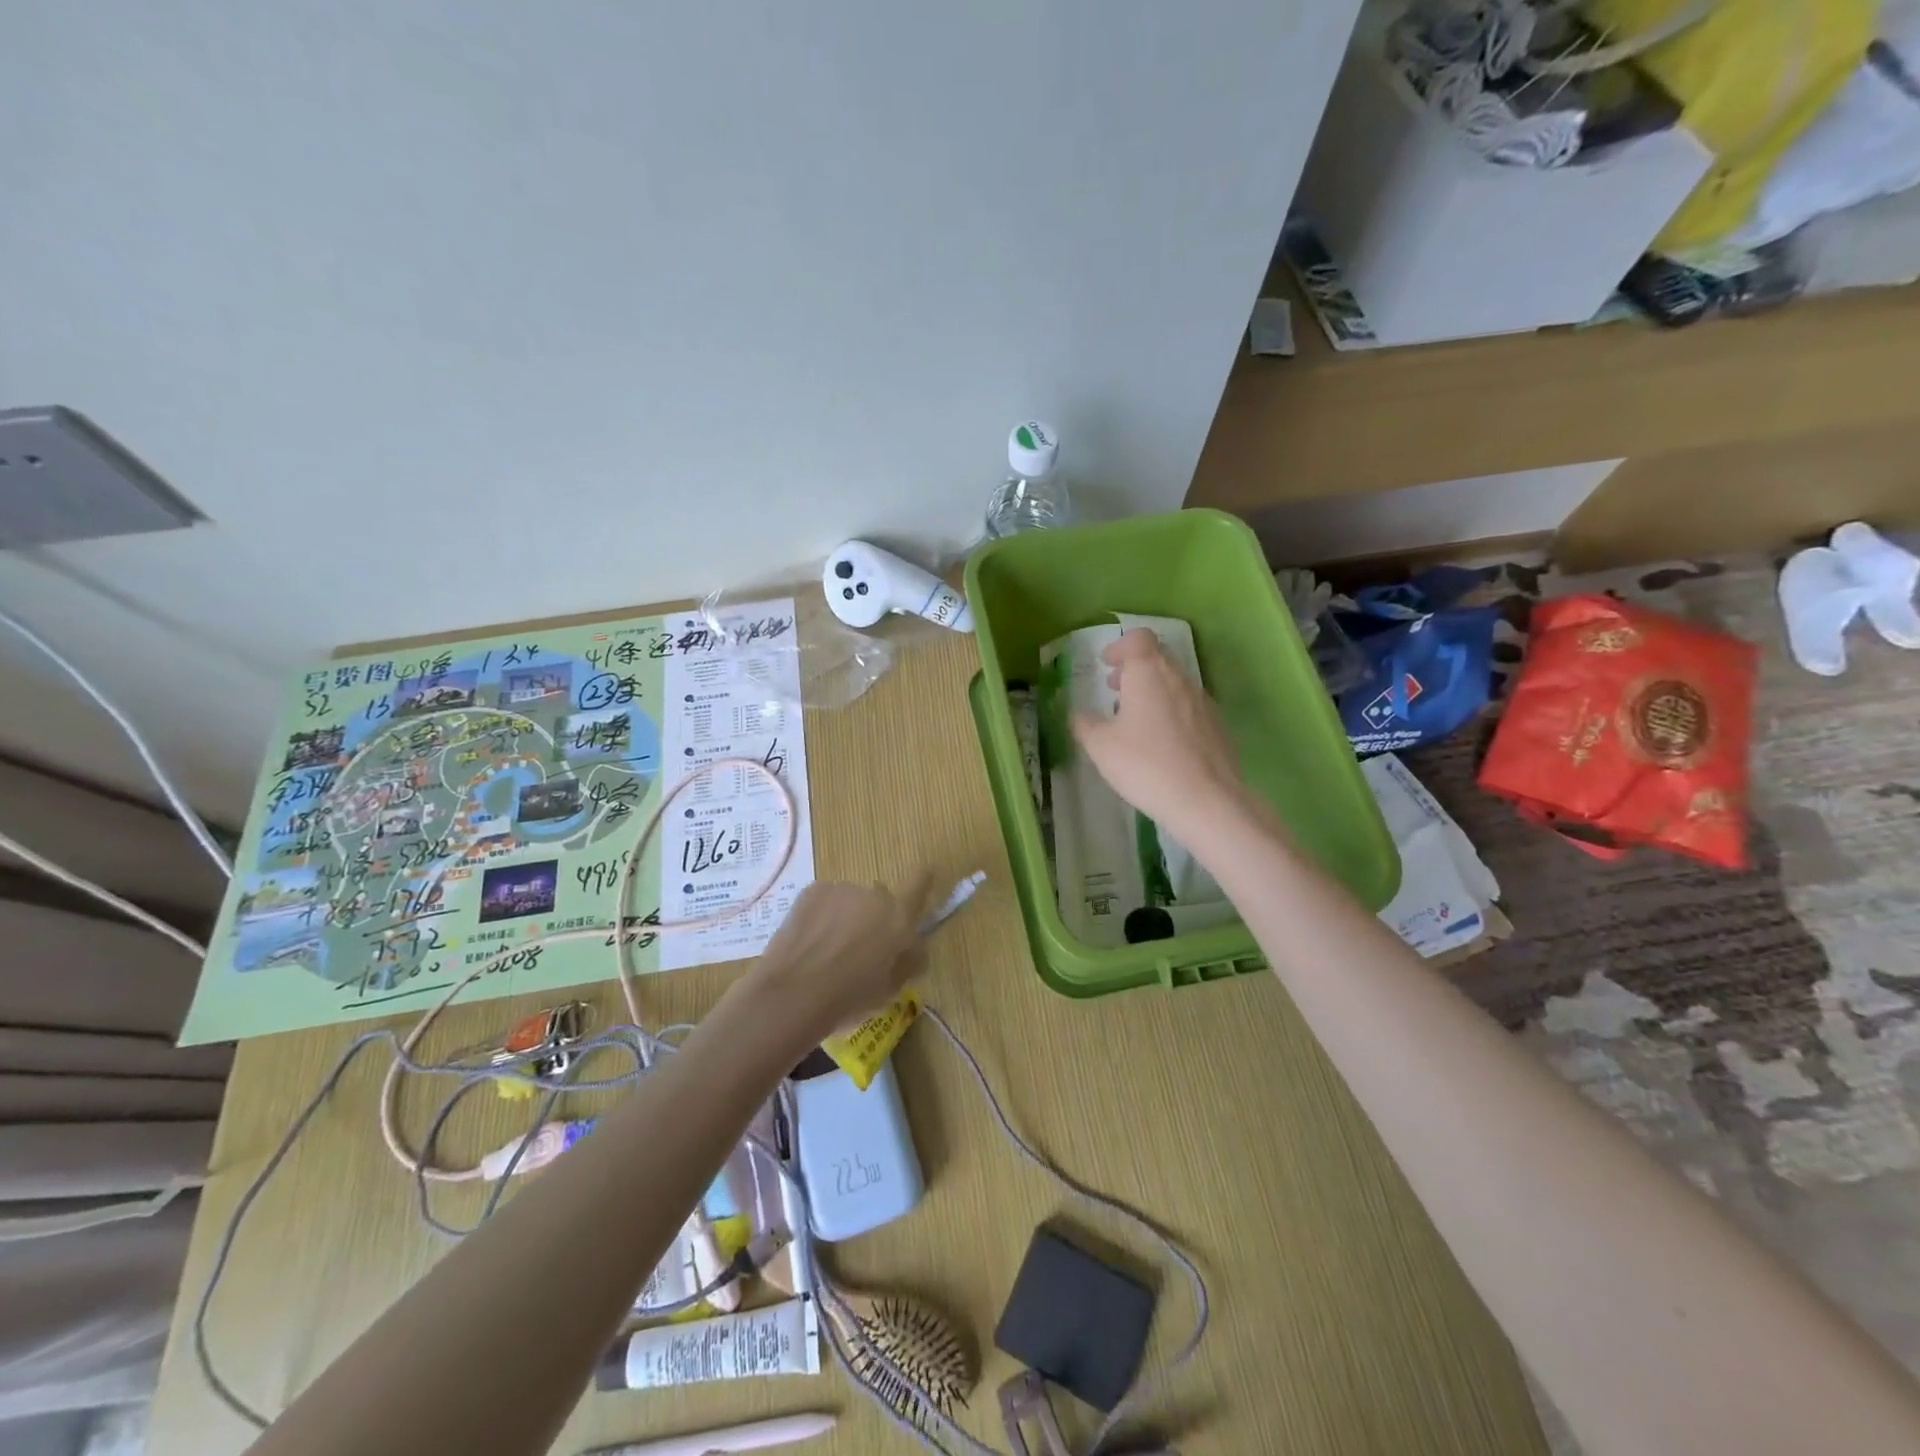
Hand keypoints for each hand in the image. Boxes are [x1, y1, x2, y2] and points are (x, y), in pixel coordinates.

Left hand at [744, 875, 933, 1041]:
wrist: (792, 993)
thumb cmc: (848, 999)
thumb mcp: (890, 990)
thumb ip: (907, 962)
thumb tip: (913, 948)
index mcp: (899, 919)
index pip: (920, 884)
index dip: (923, 879)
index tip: (924, 875)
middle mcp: (875, 896)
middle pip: (881, 900)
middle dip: (875, 918)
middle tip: (859, 948)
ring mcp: (842, 889)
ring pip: (851, 900)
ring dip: (847, 916)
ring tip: (827, 949)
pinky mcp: (813, 891)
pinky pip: (826, 900)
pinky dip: (822, 914)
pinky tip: (810, 940)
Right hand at [1071, 629, 1247, 836]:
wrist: (1206, 800)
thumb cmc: (1145, 765)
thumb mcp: (1101, 747)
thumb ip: (1085, 724)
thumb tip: (1078, 714)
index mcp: (1149, 673)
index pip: (1139, 639)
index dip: (1120, 646)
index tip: (1107, 664)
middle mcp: (1179, 678)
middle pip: (1158, 657)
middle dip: (1135, 668)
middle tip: (1115, 689)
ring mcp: (1202, 700)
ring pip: (1174, 682)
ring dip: (1153, 690)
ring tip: (1134, 719)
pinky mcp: (1217, 724)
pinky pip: (1188, 705)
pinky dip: (1171, 711)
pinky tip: (1161, 742)